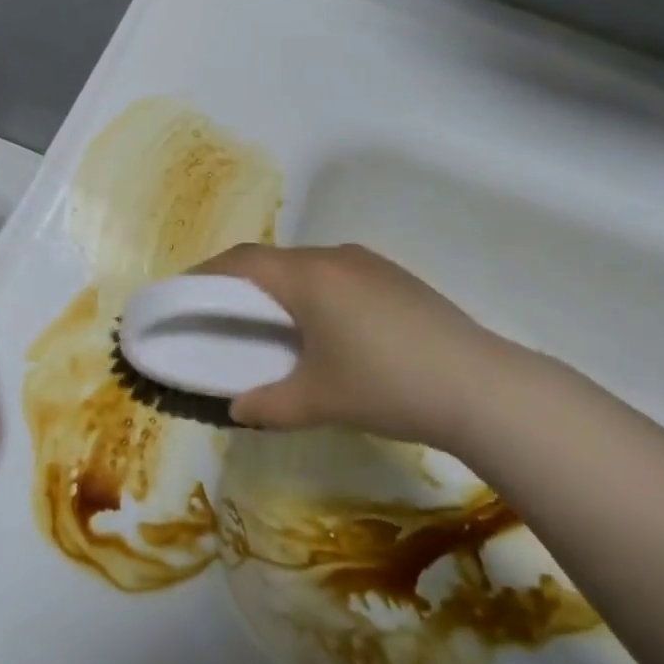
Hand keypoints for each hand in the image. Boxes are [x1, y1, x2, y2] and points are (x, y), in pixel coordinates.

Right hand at [198, 243, 560, 444]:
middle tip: (222, 314)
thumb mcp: (318, 400)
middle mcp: (335, 257)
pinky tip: (325, 329)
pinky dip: (314, 293)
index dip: (206, 273)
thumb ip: (267, 404)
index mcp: (308, 276)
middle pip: (274, 261)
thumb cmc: (386, 386)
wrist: (479, 386)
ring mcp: (370, 264)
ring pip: (308, 267)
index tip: (183, 293)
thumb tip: (238, 407)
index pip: (242, 261)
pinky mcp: (395, 278)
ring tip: (272, 324)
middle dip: (242, 283)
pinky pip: (338, 275)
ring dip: (282, 288)